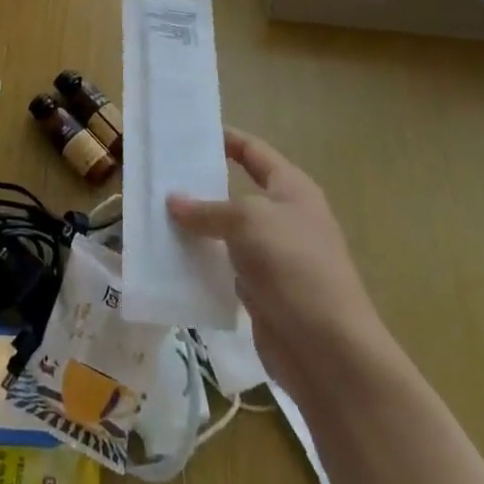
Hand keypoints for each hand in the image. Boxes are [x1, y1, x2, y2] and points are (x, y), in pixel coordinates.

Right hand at [168, 129, 384, 398]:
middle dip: (202, 187)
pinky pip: (225, 268)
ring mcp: (275, 257)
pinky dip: (202, 263)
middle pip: (238, 192)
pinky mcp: (263, 292)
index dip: (226, 139)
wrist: (328, 349)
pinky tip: (171, 260)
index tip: (189, 134)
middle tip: (160, 178)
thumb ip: (208, 209)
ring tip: (155, 217)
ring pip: (228, 233)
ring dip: (198, 228)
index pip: (254, 152)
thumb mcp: (247, 221)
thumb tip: (173, 201)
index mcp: (292, 189)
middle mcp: (286, 218)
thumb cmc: (292, 265)